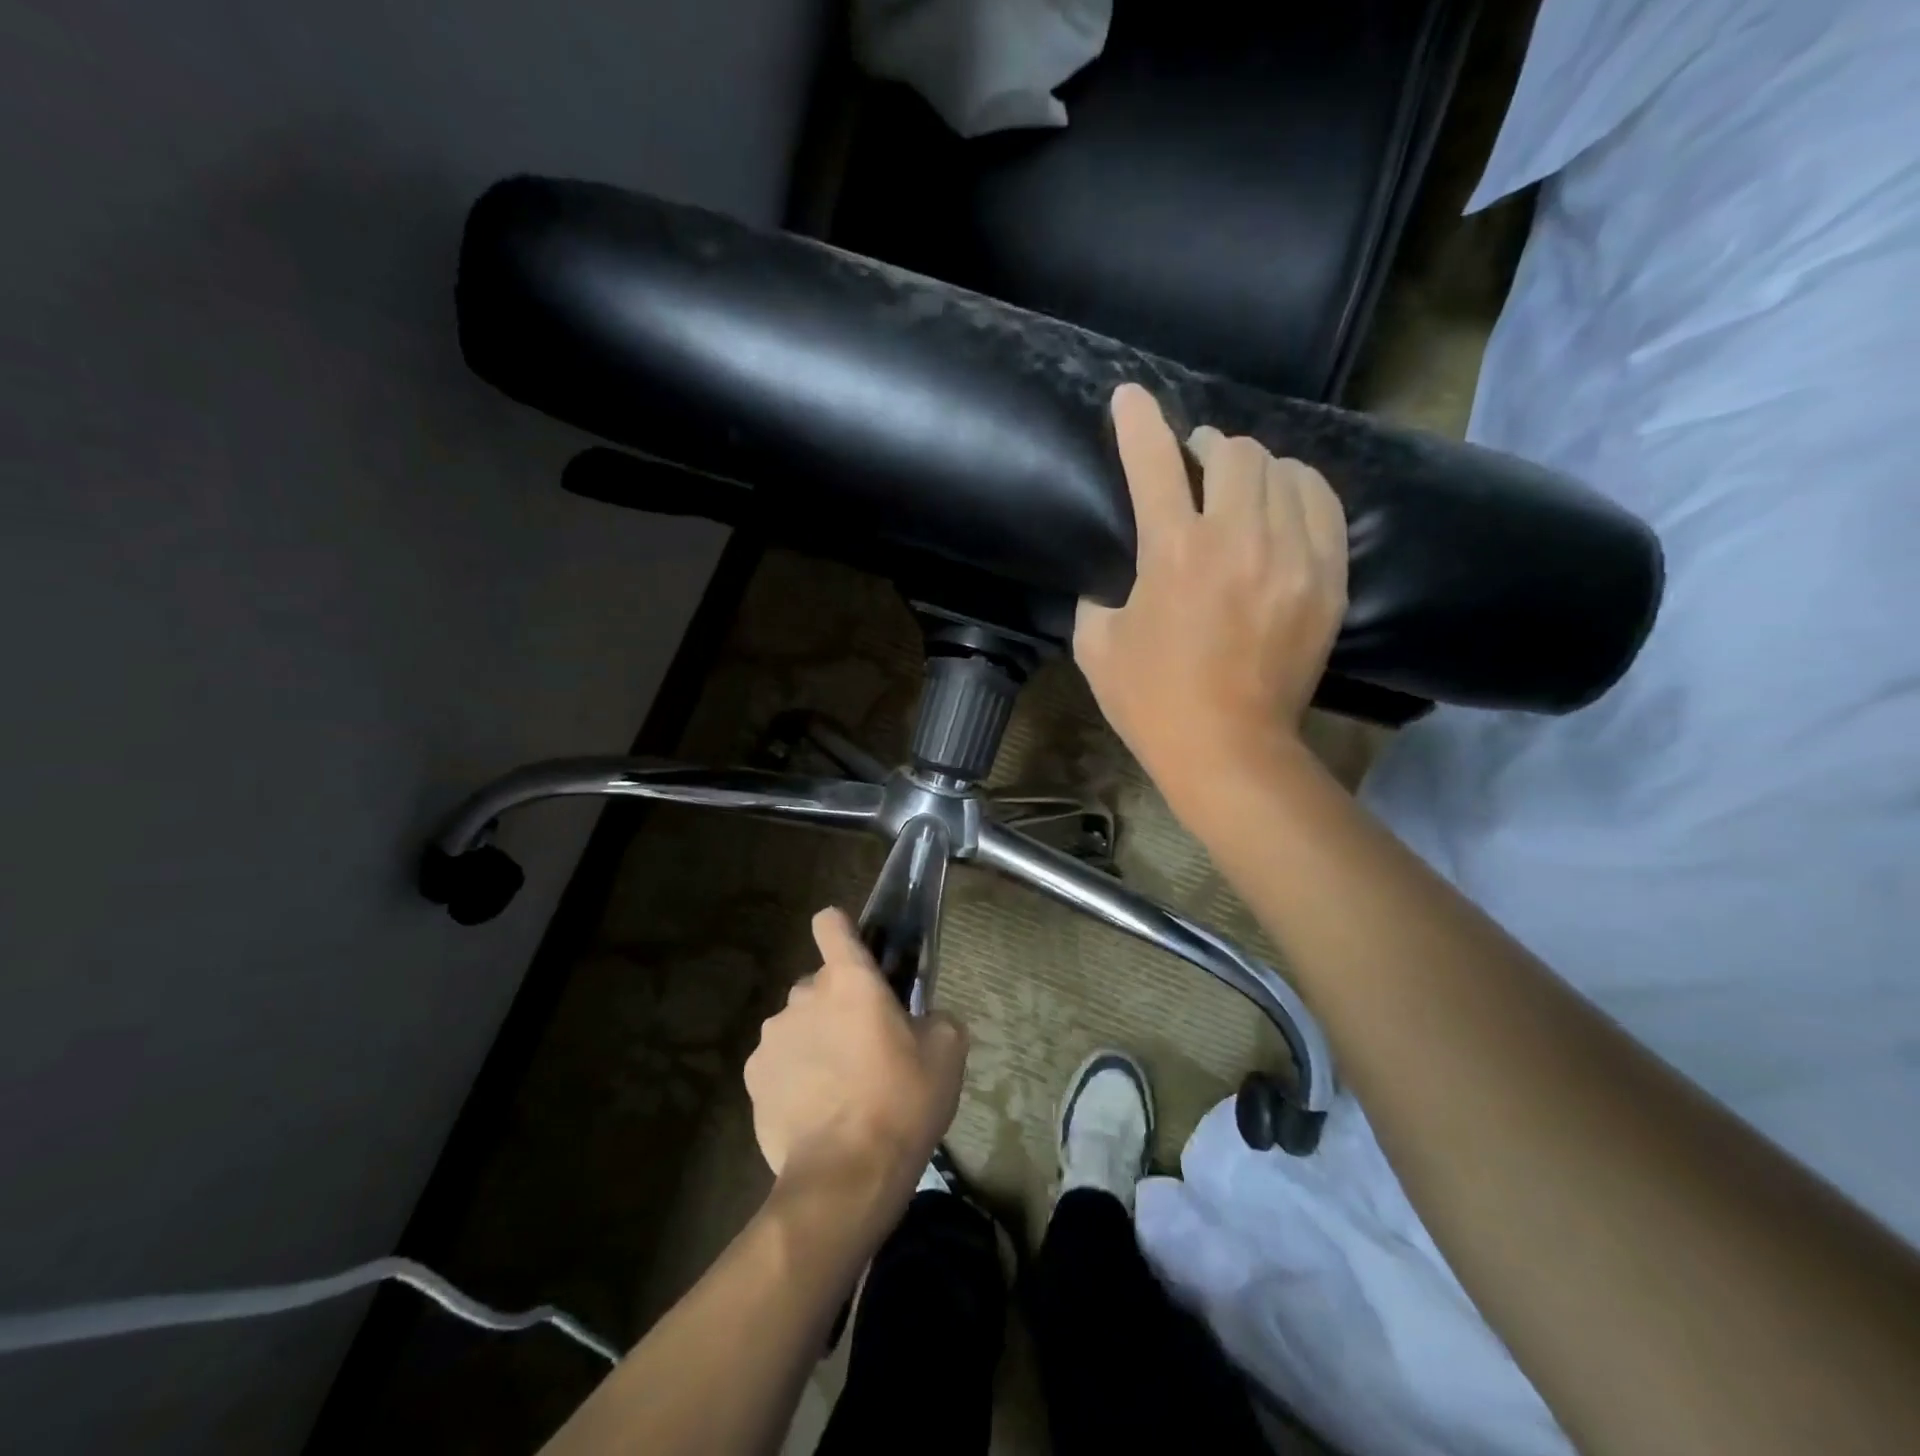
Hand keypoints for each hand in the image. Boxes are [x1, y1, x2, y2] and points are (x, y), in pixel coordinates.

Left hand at [745, 908, 967, 1200]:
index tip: (856, 955)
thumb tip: (922, 1021)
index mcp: (848, 979)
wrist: (845, 1178)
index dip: (842, 931)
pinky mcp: (753, 1079)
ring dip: (815, 1041)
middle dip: (838, 1006)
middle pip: (819, 985)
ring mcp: (771, 1038)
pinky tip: (815, 1112)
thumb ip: (935, 1018)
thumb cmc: (902, 1101)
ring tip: (840, 1088)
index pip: (831, 923)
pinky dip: (793, 1077)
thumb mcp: (947, 1052)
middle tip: (866, 1048)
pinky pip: (778, 1063)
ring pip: (797, 1025)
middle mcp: (802, 995)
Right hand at [1075, 384, 1348, 815]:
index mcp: (1173, 553)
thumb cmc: (1151, 702)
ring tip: (1238, 487)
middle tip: (1192, 466)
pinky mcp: (1328, 579)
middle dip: (1205, 447)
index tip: (1129, 397)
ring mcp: (1293, 556)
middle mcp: (1238, 539)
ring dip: (1252, 467)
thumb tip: (1116, 572)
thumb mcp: (1095, 645)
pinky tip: (1281, 508)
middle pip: (1232, 451)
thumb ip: (1098, 592)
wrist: (1230, 750)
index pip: (1154, 461)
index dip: (1138, 421)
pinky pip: (1323, 504)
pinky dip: (1298, 491)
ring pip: (1283, 469)